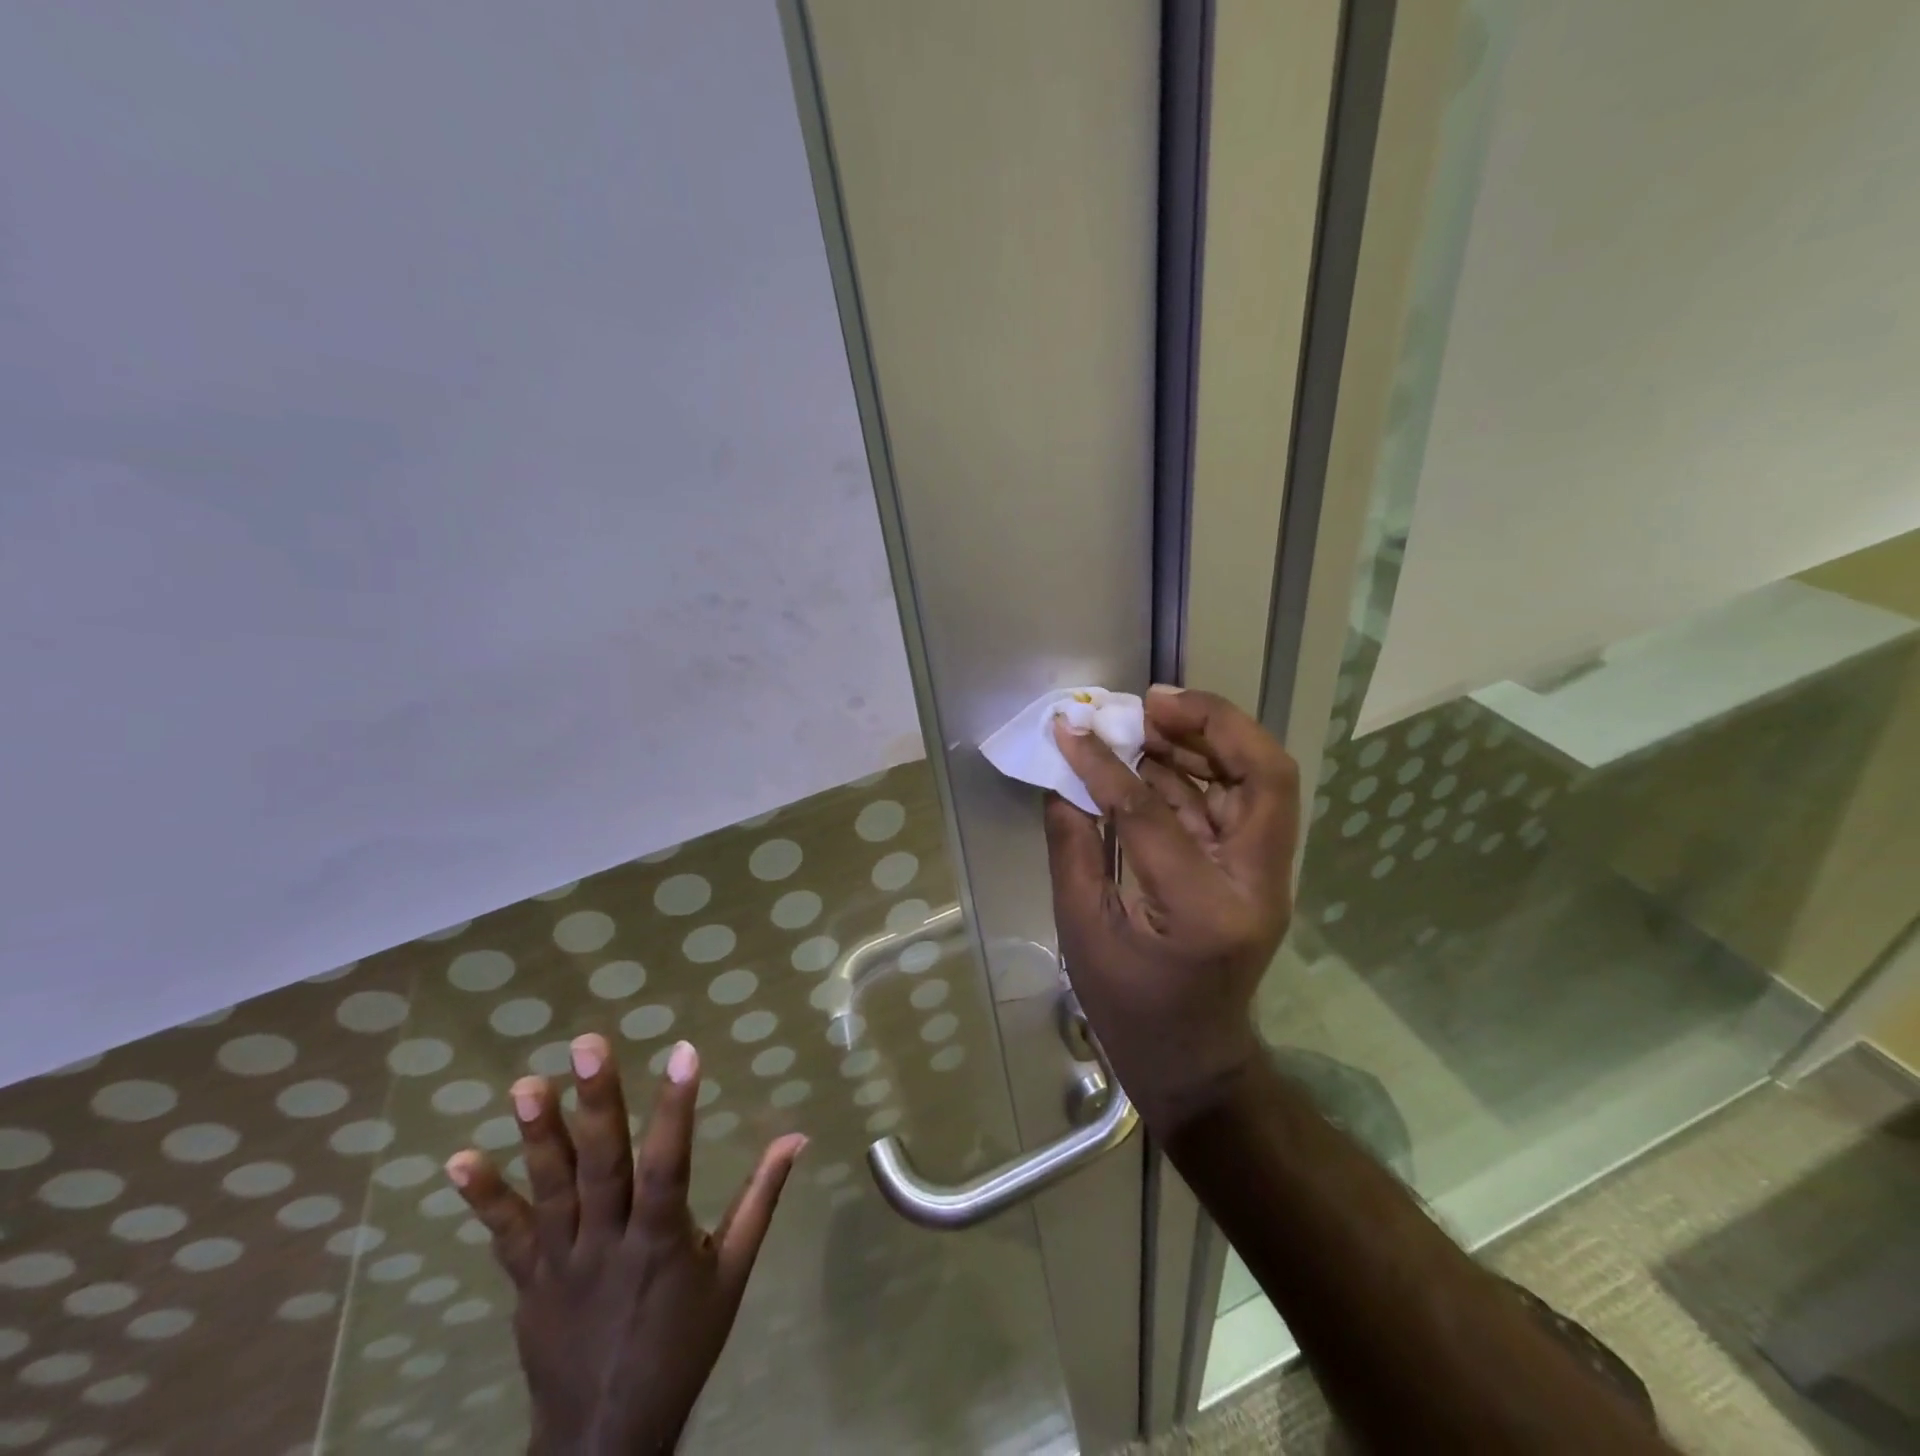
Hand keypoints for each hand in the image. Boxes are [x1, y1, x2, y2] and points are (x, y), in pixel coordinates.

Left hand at [445, 1034, 805, 1454]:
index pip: (669, 1166)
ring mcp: (561, 1264)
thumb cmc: (682, 1345)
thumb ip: (760, 1199)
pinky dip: (484, 1199)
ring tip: (526, 1085)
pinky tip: (460, 1159)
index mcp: (661, 1243)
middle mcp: (607, 1245)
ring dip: (537, 1138)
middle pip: (602, 1167)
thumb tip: (796, 1137)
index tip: (684, 1051)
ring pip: (549, 1192)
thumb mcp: (733, 1274)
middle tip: (587, 1046)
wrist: (605, 1439)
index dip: (676, 1109)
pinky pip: (505, 1237)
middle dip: (596, 1103)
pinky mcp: (528, 1282)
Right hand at [1044, 686, 1298, 1132]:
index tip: (1071, 730)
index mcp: (1203, 910)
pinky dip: (1200, 770)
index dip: (1107, 766)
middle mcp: (1254, 885)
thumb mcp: (1084, 933)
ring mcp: (1264, 877)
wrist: (1196, 1061)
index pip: (1154, 814)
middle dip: (1214, 723)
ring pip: (1261, 782)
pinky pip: (1237, 803)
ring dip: (1209, 739)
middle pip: (1266, 776)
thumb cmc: (1131, 1010)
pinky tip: (1155, 755)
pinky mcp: (1255, 873)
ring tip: (1149, 717)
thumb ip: (1072, 850)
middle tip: (1152, 702)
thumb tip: (1064, 779)